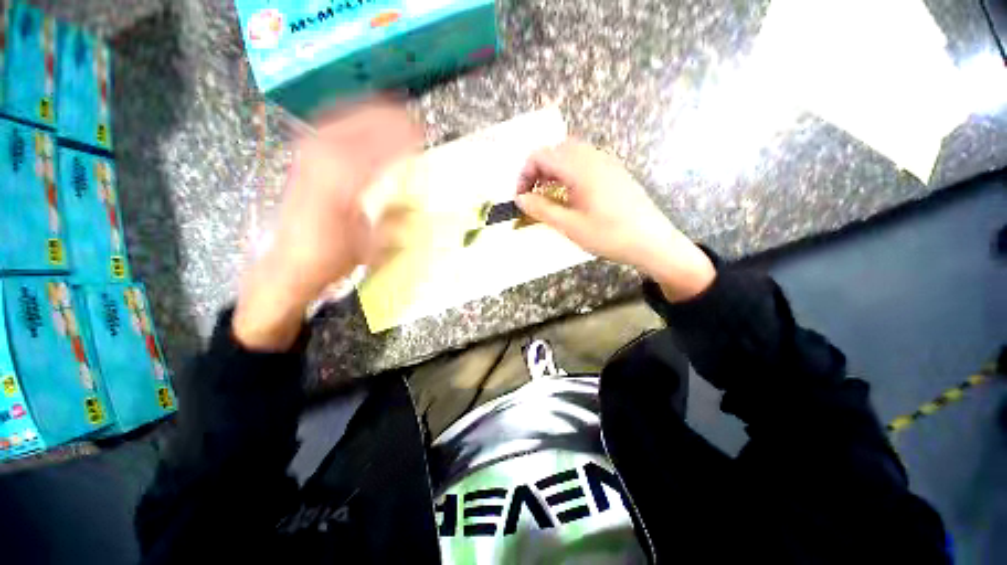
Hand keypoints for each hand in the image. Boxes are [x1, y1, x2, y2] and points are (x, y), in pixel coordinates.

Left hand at [234, 99, 421, 350]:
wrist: (289, 263)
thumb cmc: (331, 258)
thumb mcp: (369, 246)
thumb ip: (390, 222)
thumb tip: (413, 205)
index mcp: (339, 188)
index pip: (372, 152)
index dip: (397, 141)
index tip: (420, 136)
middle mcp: (319, 165)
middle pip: (354, 127)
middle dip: (386, 120)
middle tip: (413, 123)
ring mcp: (307, 159)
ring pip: (340, 122)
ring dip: (368, 115)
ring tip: (394, 116)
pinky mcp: (302, 160)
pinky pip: (328, 129)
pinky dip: (349, 120)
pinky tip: (363, 122)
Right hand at [515, 139, 714, 301]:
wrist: (651, 241)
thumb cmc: (608, 235)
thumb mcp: (569, 225)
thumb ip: (541, 209)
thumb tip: (520, 199)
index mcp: (579, 167)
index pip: (541, 156)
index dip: (524, 174)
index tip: (520, 198)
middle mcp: (592, 157)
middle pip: (555, 150)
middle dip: (537, 170)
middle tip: (532, 195)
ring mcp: (606, 162)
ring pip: (570, 154)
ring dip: (553, 170)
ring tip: (548, 195)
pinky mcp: (614, 171)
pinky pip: (584, 161)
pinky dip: (568, 172)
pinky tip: (570, 194)